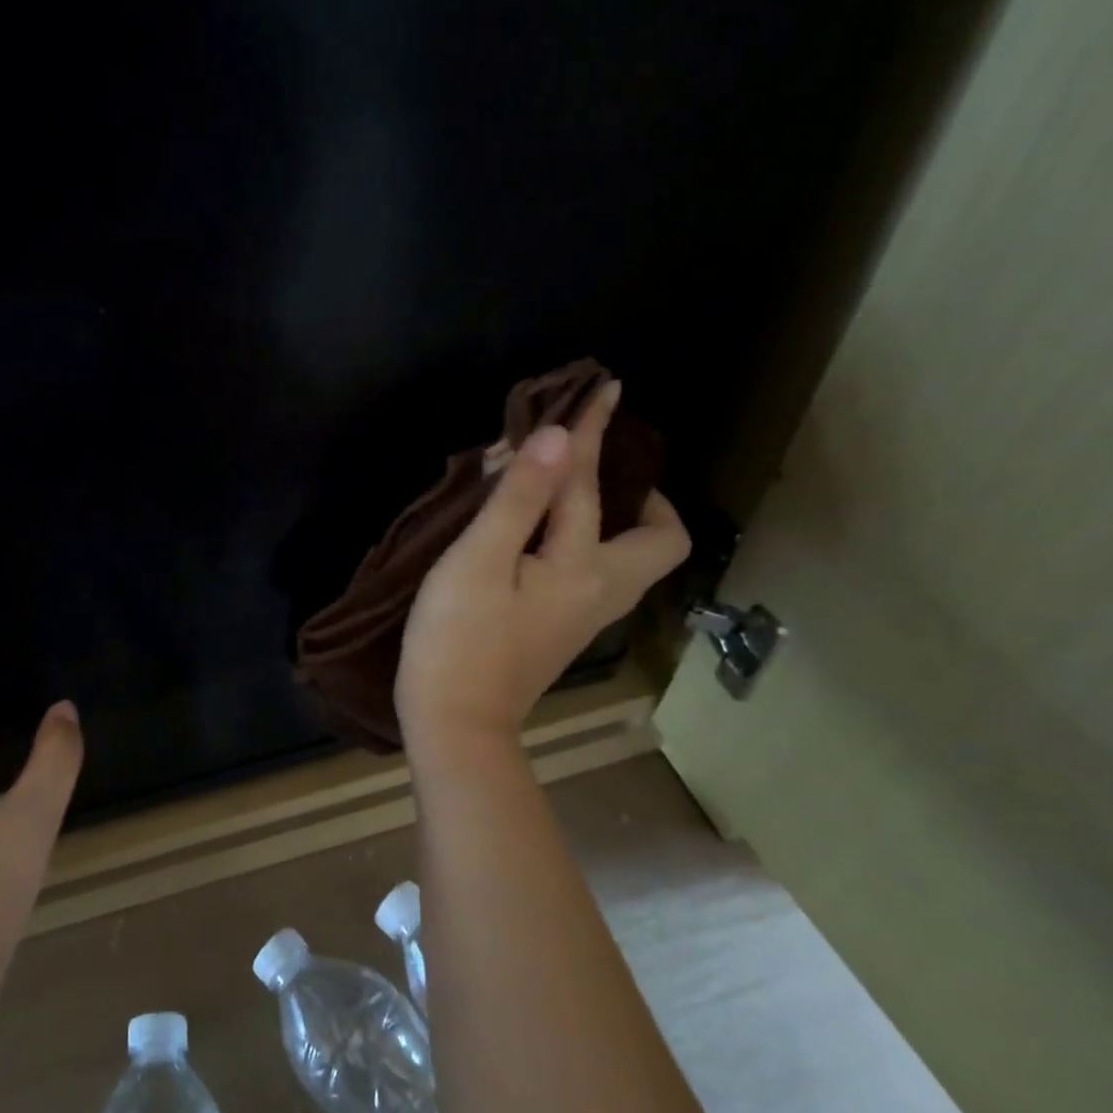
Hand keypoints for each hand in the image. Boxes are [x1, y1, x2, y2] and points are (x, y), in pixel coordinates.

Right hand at [396, 381, 691, 754]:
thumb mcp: (478, 562)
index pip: (590, 484)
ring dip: (614, 519)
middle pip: (657, 542)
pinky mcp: (559, 633)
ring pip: (628, 561)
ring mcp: (583, 618)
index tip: (603, 388)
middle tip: (603, 470)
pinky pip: (594, 574)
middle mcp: (600, 592)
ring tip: (573, 494)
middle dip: (643, 498)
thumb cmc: (458, 639)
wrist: (455, 724)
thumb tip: (558, 437)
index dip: (591, 432)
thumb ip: (519, 499)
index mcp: (583, 567)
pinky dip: (584, 543)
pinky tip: (543, 538)